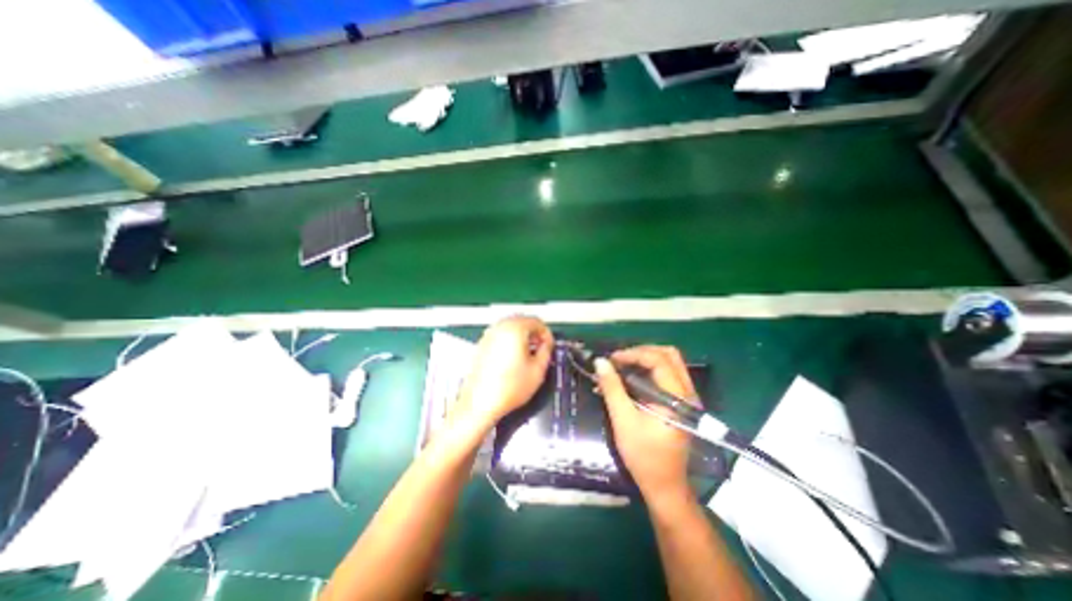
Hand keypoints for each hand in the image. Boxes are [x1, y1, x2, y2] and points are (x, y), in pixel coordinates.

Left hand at [448, 315, 552, 432]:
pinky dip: (510, 341)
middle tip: (540, 348)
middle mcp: (500, 327)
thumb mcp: (538, 370)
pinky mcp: (481, 344)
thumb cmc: (510, 387)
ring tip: (528, 354)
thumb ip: (546, 351)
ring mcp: (488, 335)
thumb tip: (546, 344)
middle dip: (534, 333)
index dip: (546, 334)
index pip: (536, 321)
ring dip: (522, 336)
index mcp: (515, 329)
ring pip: (510, 327)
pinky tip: (513, 358)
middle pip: (522, 321)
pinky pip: (500, 335)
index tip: (549, 346)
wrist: (481, 402)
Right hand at [590, 345, 699, 509]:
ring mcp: (687, 397)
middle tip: (619, 360)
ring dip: (645, 359)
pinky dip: (649, 370)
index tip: (612, 359)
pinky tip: (632, 378)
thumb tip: (600, 361)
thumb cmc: (644, 455)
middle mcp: (688, 392)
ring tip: (623, 366)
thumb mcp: (623, 420)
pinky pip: (668, 374)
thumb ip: (612, 388)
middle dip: (641, 352)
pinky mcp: (681, 402)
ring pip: (670, 362)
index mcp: (677, 397)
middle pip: (668, 355)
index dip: (633, 354)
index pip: (658, 360)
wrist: (665, 486)